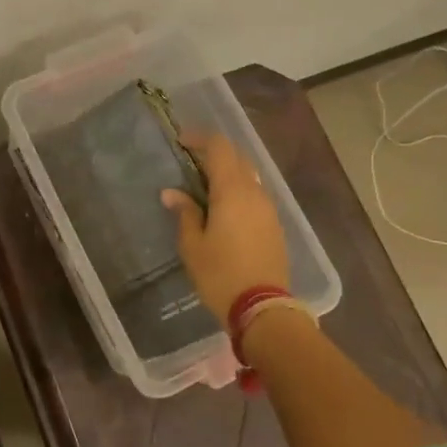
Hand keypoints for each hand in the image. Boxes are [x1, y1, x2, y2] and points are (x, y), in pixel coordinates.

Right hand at [163, 131, 289, 320]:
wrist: (263, 308)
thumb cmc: (220, 274)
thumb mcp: (192, 245)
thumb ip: (185, 213)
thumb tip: (172, 193)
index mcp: (232, 190)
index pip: (220, 148)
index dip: (200, 138)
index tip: (181, 142)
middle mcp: (255, 192)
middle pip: (237, 158)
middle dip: (215, 153)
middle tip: (191, 162)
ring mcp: (268, 209)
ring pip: (249, 176)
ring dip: (228, 172)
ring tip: (205, 185)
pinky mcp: (274, 225)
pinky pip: (255, 195)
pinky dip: (238, 190)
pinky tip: (224, 207)